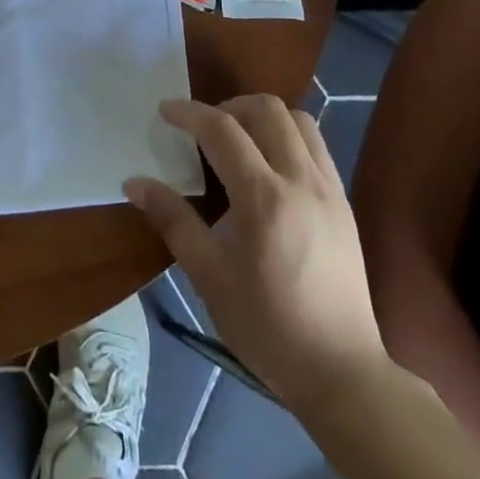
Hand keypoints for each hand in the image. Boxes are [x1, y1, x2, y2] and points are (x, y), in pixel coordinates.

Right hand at [125, 96, 386, 405]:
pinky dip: (288, 137)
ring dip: (263, 117)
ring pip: (299, 120)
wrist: (341, 371)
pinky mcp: (344, 202)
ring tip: (238, 141)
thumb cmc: (266, 327)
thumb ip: (173, 221)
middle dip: (228, 106)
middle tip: (203, 129)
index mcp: (263, 199)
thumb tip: (135, 182)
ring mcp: (329, 189)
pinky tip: (269, 167)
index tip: (165, 111)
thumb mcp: (209, 276)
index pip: (222, 129)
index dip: (189, 113)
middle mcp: (301, 181)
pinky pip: (317, 146)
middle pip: (267, 109)